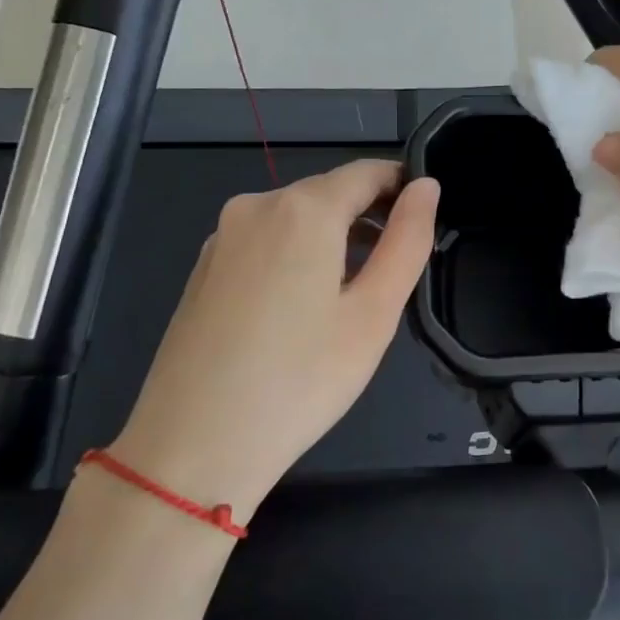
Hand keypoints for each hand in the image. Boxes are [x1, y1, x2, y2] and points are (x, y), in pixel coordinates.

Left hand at [112, 161, 438, 520]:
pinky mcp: (204, 268)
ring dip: (333, 238)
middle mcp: (256, 206)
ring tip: (355, 294)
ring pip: (295, 219)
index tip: (426, 219)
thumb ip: (407, 241)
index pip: (367, 173)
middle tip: (396, 270)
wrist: (193, 446)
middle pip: (329, 193)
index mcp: (303, 209)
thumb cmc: (300, 381)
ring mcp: (222, 237)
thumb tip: (426, 187)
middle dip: (368, 217)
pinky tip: (301, 308)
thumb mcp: (373, 314)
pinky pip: (264, 242)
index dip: (403, 187)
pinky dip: (295, 256)